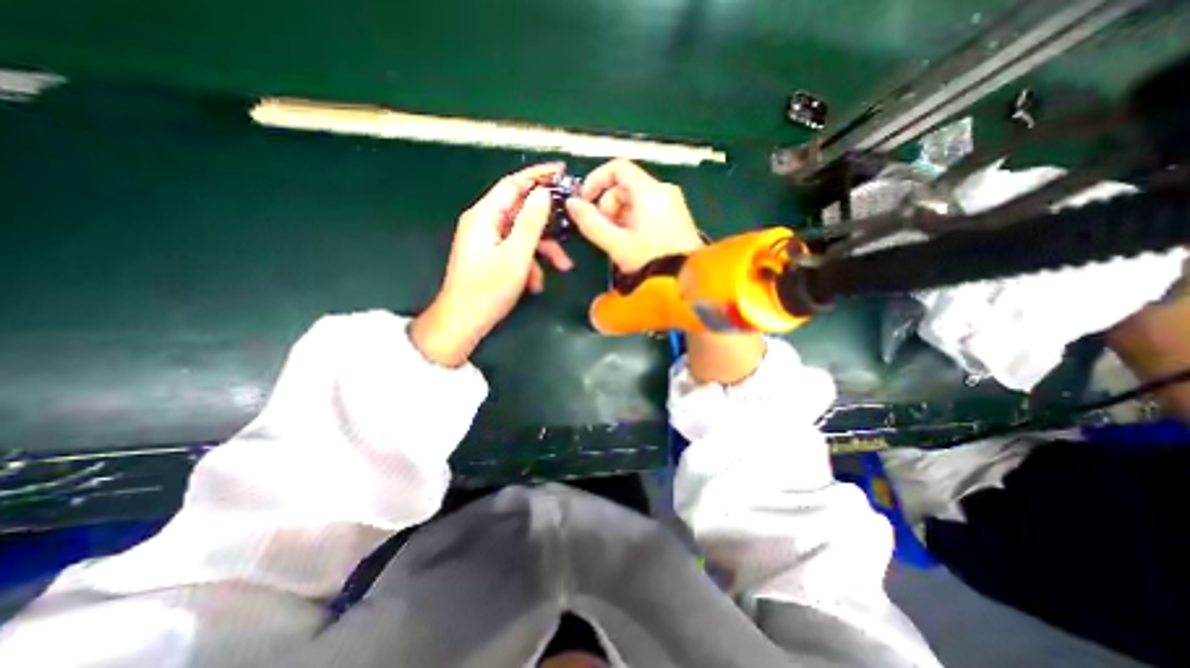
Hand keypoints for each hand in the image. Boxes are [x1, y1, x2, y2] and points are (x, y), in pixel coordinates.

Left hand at [413, 162, 574, 366]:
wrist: (463, 321)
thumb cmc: (488, 289)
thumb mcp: (516, 255)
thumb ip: (531, 222)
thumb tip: (544, 193)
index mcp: (485, 216)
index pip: (514, 184)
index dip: (538, 175)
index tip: (562, 171)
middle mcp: (484, 223)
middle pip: (522, 211)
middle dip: (548, 224)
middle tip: (571, 227)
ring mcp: (487, 240)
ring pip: (523, 234)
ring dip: (543, 249)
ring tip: (561, 267)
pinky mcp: (491, 256)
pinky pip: (516, 250)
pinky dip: (530, 263)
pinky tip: (536, 283)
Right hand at [563, 157, 699, 271]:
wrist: (685, 281)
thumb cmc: (649, 260)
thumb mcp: (616, 244)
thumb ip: (591, 222)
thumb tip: (572, 204)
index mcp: (649, 191)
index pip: (618, 167)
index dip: (596, 180)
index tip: (585, 201)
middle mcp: (663, 190)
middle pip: (625, 185)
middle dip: (608, 206)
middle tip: (605, 231)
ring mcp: (673, 203)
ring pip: (635, 198)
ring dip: (619, 215)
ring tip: (619, 241)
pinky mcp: (677, 216)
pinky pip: (648, 208)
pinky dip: (633, 220)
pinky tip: (632, 241)